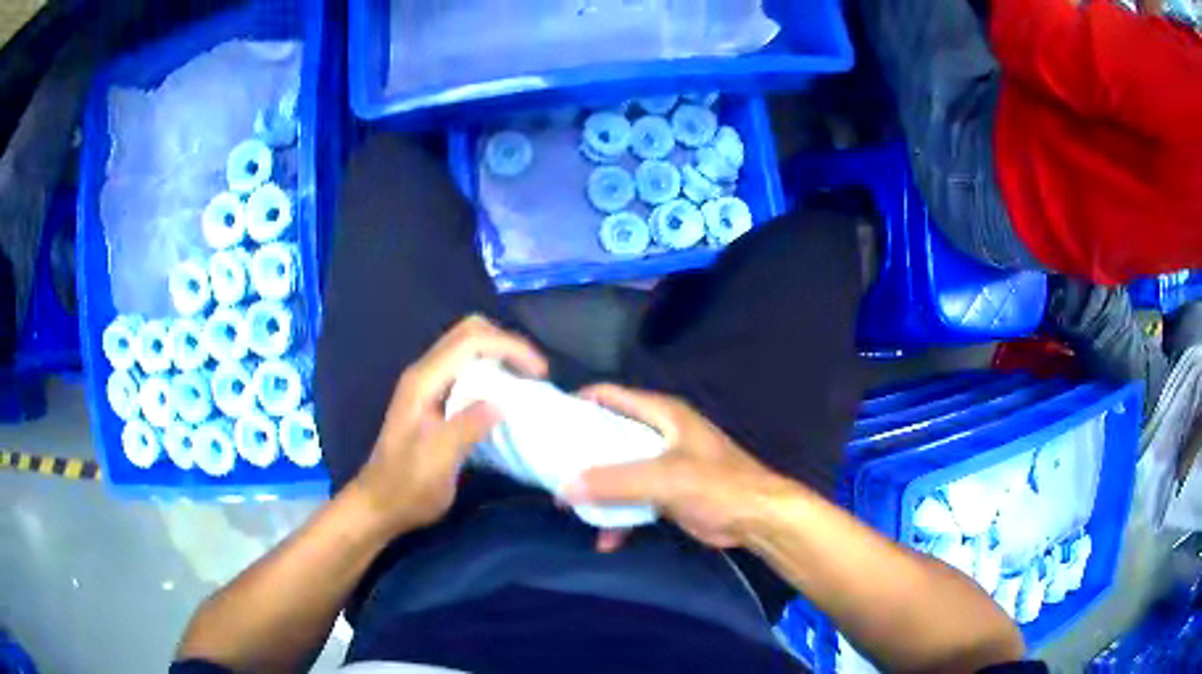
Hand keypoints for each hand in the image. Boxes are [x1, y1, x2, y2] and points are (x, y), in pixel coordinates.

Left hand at [351, 315, 548, 533]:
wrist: (379, 505)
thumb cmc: (407, 487)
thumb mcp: (438, 460)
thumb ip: (467, 426)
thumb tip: (504, 402)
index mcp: (423, 381)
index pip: (471, 341)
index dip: (509, 347)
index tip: (540, 373)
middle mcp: (424, 373)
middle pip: (469, 333)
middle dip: (506, 344)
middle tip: (534, 373)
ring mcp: (427, 385)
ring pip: (468, 349)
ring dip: (500, 357)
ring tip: (526, 384)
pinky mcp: (433, 400)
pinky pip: (466, 370)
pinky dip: (491, 374)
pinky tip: (506, 399)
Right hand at [565, 384, 789, 550]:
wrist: (757, 519)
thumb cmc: (716, 485)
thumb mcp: (665, 477)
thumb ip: (615, 481)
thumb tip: (563, 488)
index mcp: (662, 414)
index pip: (612, 396)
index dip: (580, 403)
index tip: (548, 420)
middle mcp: (660, 434)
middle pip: (611, 435)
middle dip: (582, 453)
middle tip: (550, 467)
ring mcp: (664, 465)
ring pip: (619, 470)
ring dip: (598, 490)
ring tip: (568, 507)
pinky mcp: (668, 493)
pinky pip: (633, 499)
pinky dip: (620, 517)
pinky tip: (607, 540)